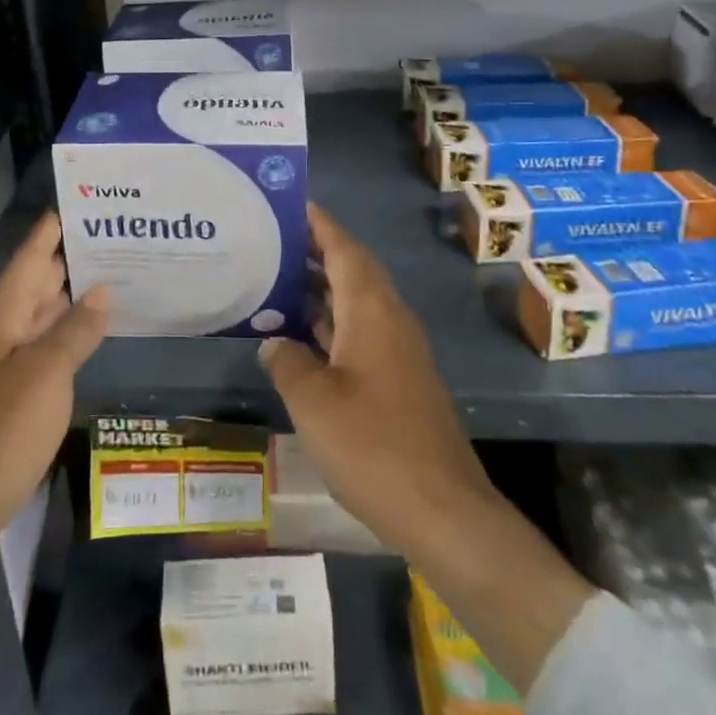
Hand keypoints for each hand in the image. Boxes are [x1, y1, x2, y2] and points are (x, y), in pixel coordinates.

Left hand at [0, 213, 108, 661]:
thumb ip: (74, 332)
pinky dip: (67, 332)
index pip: (29, 259)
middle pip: (35, 283)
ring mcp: (2, 365)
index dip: (51, 231)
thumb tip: (102, 290)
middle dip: (69, 258)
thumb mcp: (43, 378)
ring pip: (41, 315)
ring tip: (112, 273)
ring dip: (71, 295)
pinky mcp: (10, 394)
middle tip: (112, 235)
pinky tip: (90, 331)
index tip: (80, 201)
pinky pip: (44, 346)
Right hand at [263, 204, 593, 695]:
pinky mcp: (401, 381)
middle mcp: (390, 320)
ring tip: (277, 280)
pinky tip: (302, 339)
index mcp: (372, 311)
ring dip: (321, 289)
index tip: (290, 203)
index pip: (343, 248)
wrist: (444, 511)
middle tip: (271, 240)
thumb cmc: (374, 445)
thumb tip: (275, 342)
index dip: (318, 224)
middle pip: (352, 270)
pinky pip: (360, 332)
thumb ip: (288, 363)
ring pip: (356, 302)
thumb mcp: (314, 402)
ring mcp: (399, 351)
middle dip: (314, 251)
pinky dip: (331, 324)